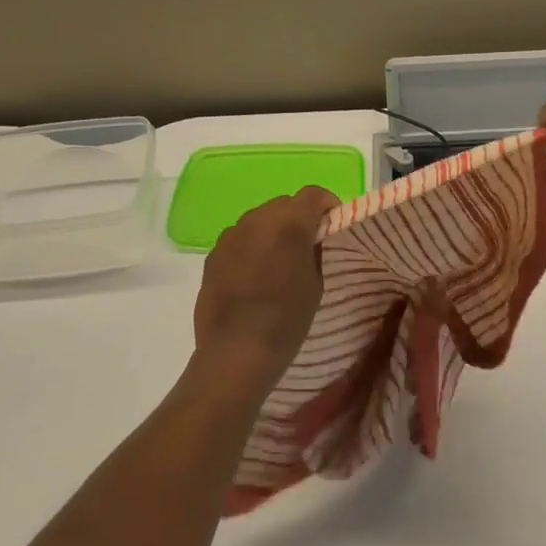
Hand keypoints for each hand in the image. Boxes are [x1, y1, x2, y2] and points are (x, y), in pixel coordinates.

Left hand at [191, 187, 338, 385]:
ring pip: (259, 218)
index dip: (327, 203)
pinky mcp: (213, 254)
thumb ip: (314, 251)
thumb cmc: (286, 320)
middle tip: (307, 244)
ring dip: (273, 230)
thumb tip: (311, 238)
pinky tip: (254, 274)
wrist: (236, 351)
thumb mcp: (316, 285)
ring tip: (278, 260)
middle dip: (299, 217)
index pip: (313, 194)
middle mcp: (257, 220)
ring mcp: (231, 235)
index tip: (332, 223)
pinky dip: (251, 246)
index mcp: (290, 225)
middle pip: (284, 203)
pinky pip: (239, 238)